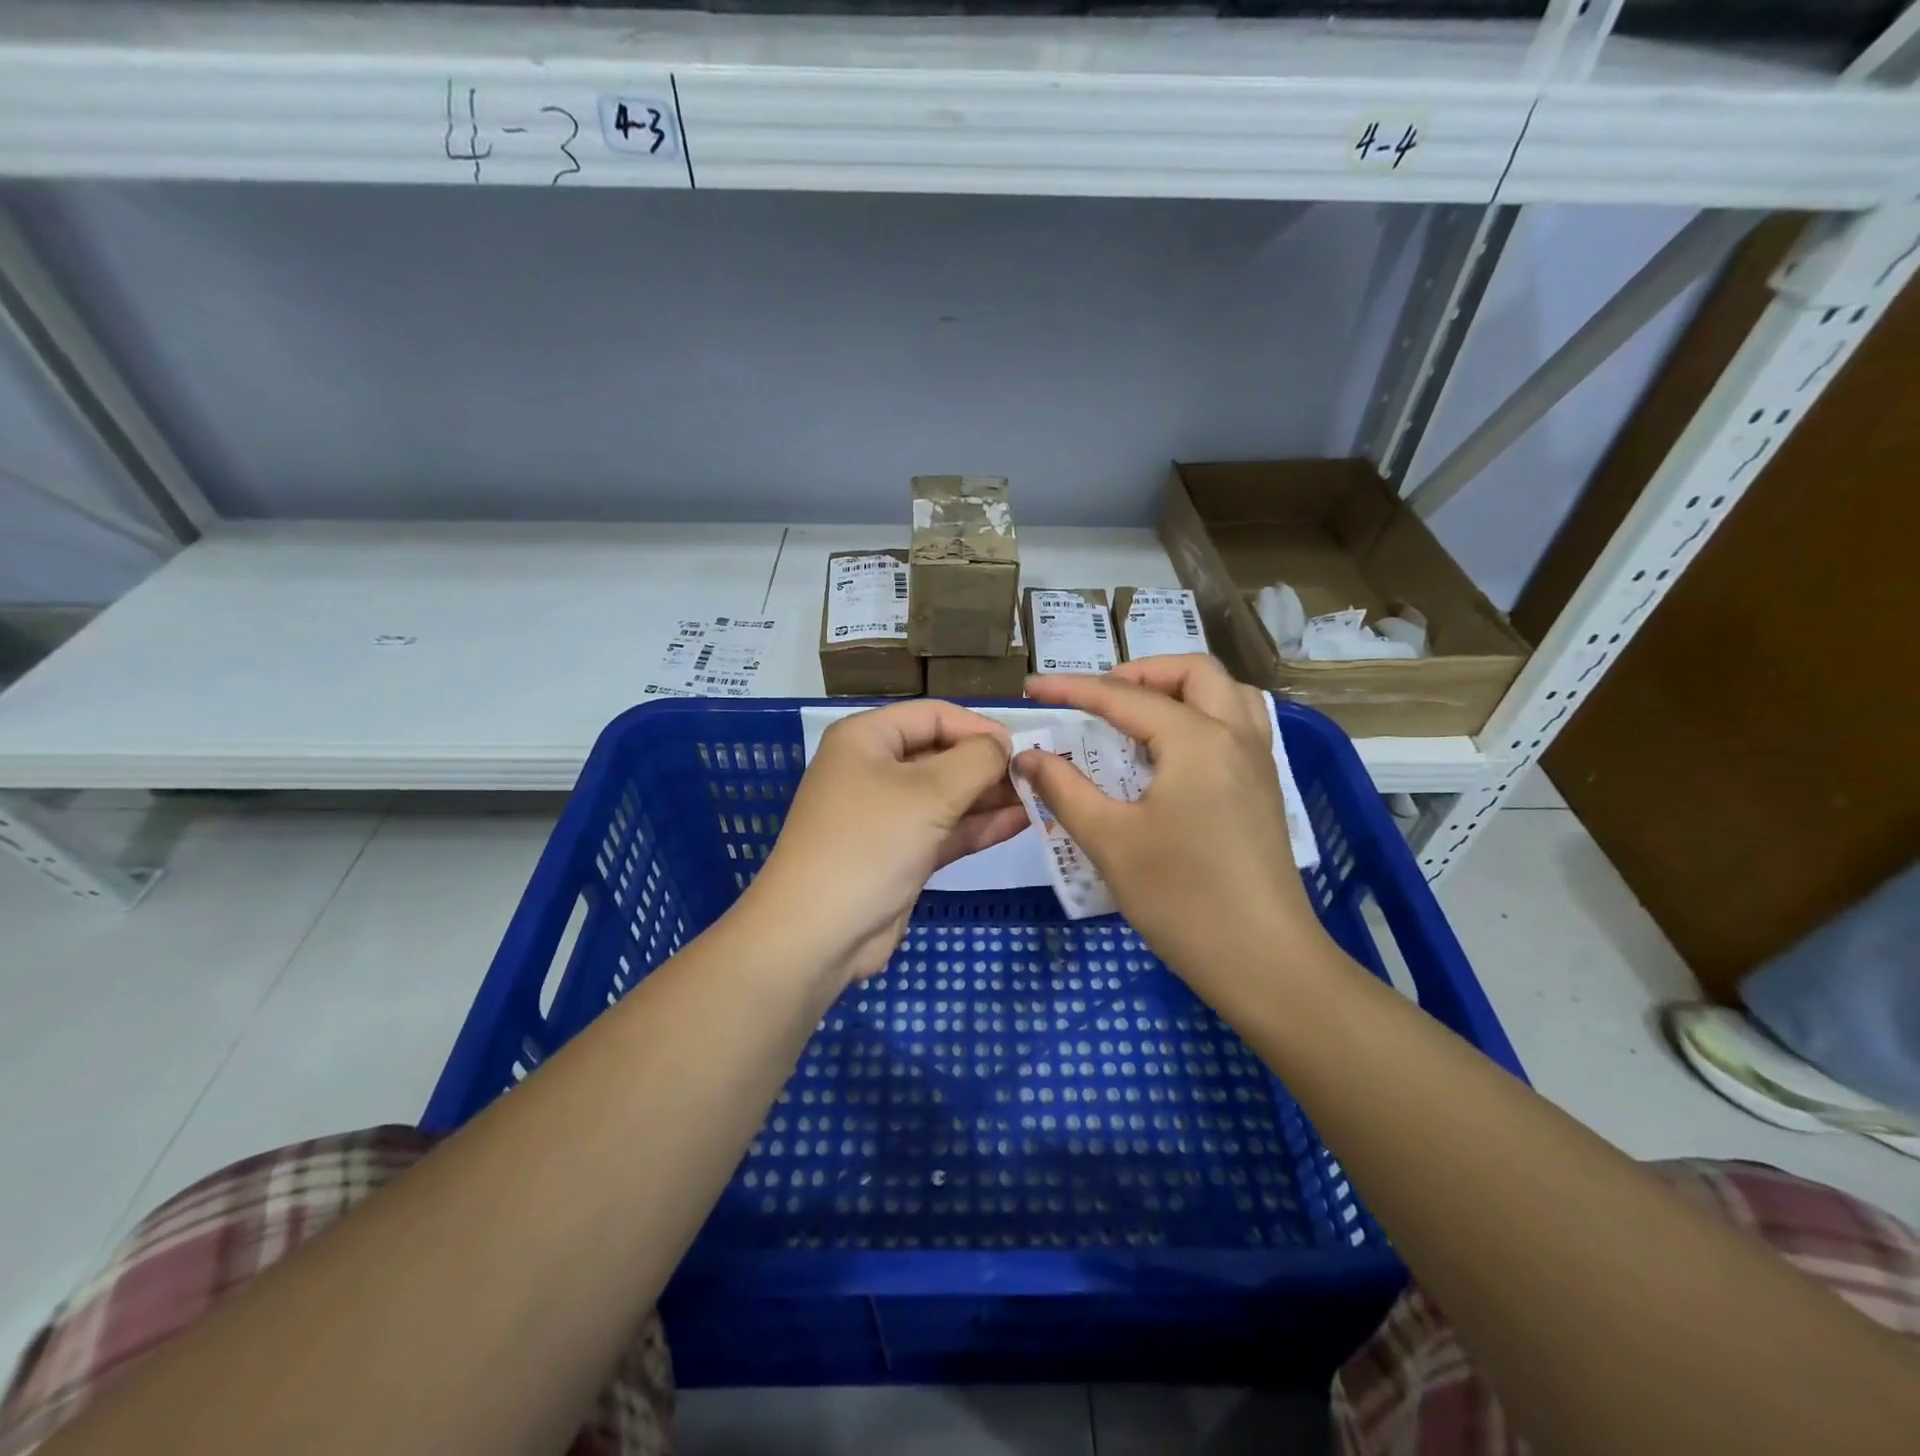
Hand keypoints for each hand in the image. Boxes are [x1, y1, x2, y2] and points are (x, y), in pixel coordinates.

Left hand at [749, 700, 1027, 982]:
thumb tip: (1004, 747)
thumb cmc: (870, 842)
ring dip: (991, 796)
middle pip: (943, 754)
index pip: (934, 715)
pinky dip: (980, 825)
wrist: (818, 933)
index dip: (979, 727)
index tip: (1024, 748)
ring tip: (1042, 797)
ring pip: (949, 795)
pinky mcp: (902, 853)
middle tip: (1041, 775)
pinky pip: (947, 829)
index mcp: (867, 738)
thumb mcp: (929, 792)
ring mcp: (889, 814)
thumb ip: (976, 760)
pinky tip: (1022, 822)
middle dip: (989, 764)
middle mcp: (875, 769)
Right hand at [1017, 655, 1326, 995]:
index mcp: (1196, 740)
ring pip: (1227, 692)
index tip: (1032, 689)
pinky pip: (1239, 724)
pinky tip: (1174, 754)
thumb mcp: (1110, 841)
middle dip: (1140, 672)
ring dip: (1180, 688)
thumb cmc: (1181, 898)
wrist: (1263, 961)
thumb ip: (1064, 789)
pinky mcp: (1265, 789)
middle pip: (1193, 672)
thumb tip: (1028, 756)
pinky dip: (1204, 715)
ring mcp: (1258, 762)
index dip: (1072, 689)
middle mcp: (1235, 736)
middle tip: (1098, 699)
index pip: (1124, 697)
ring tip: (1139, 716)